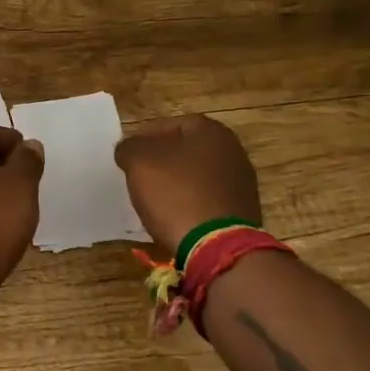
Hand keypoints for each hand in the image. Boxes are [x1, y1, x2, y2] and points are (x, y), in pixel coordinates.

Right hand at [114, 115, 262, 251]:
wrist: (217, 246)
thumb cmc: (176, 193)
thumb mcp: (139, 162)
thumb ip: (129, 147)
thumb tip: (129, 149)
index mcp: (210, 130)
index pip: (168, 124)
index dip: (143, 138)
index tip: (127, 157)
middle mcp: (232, 150)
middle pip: (184, 150)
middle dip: (161, 161)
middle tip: (139, 177)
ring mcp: (241, 182)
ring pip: (196, 175)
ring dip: (175, 184)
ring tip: (154, 200)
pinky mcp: (242, 210)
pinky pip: (206, 199)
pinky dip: (189, 204)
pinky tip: (175, 217)